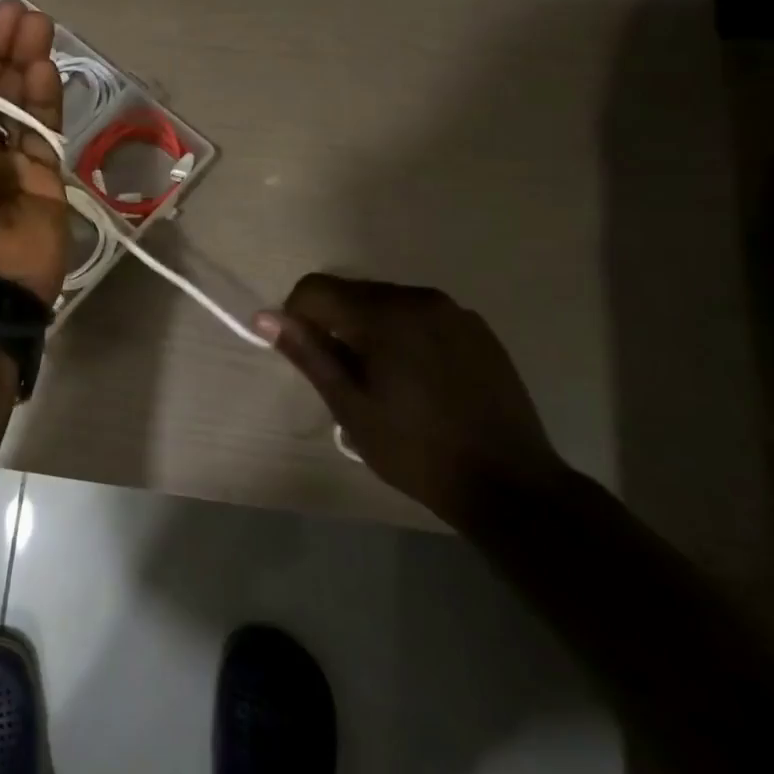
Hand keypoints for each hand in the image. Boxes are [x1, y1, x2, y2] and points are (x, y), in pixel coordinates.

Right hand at [257, 275, 566, 520]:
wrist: (509, 484)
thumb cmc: (416, 450)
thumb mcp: (351, 407)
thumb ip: (309, 354)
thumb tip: (264, 316)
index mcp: (385, 314)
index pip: (316, 289)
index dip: (297, 316)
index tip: (308, 357)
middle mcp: (420, 298)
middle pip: (353, 292)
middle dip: (335, 323)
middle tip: (344, 376)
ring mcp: (455, 311)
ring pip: (388, 302)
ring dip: (370, 328)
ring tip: (382, 380)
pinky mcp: (478, 330)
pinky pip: (422, 315)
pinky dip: (405, 334)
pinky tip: (419, 379)